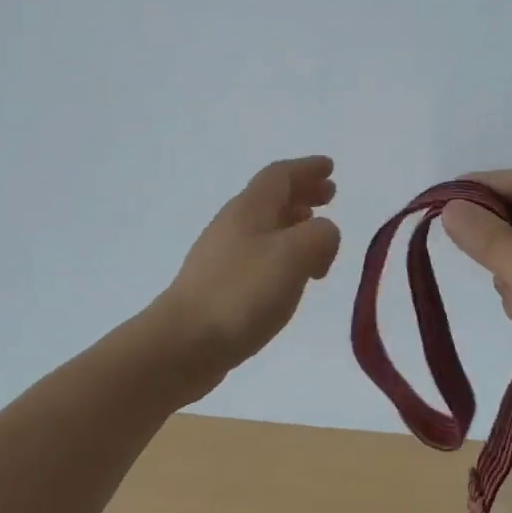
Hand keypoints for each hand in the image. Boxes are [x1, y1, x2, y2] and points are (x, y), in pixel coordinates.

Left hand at [153, 156, 341, 399]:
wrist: (182, 345)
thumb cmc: (241, 293)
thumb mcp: (295, 255)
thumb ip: (321, 235)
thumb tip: (323, 235)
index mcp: (250, 208)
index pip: (280, 175)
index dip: (307, 168)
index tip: (329, 167)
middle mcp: (234, 224)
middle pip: (272, 197)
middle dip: (303, 193)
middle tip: (329, 197)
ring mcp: (223, 255)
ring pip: (266, 226)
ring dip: (294, 223)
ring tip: (316, 236)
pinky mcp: (220, 285)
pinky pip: (259, 254)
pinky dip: (282, 252)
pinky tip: (292, 275)